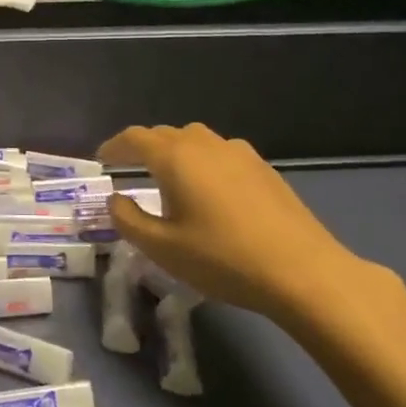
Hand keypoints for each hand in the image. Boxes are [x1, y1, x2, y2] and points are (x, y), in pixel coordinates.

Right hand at [100, 123, 405, 337]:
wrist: (303, 272)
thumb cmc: (222, 259)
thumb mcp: (162, 248)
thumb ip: (128, 220)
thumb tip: (116, 199)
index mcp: (176, 158)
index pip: (135, 138)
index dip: (114, 146)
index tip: (101, 160)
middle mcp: (206, 145)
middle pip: (166, 134)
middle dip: (143, 148)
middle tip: (129, 168)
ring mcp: (240, 153)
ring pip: (196, 141)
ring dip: (175, 152)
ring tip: (169, 178)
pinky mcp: (264, 169)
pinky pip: (221, 154)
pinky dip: (203, 163)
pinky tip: (210, 191)